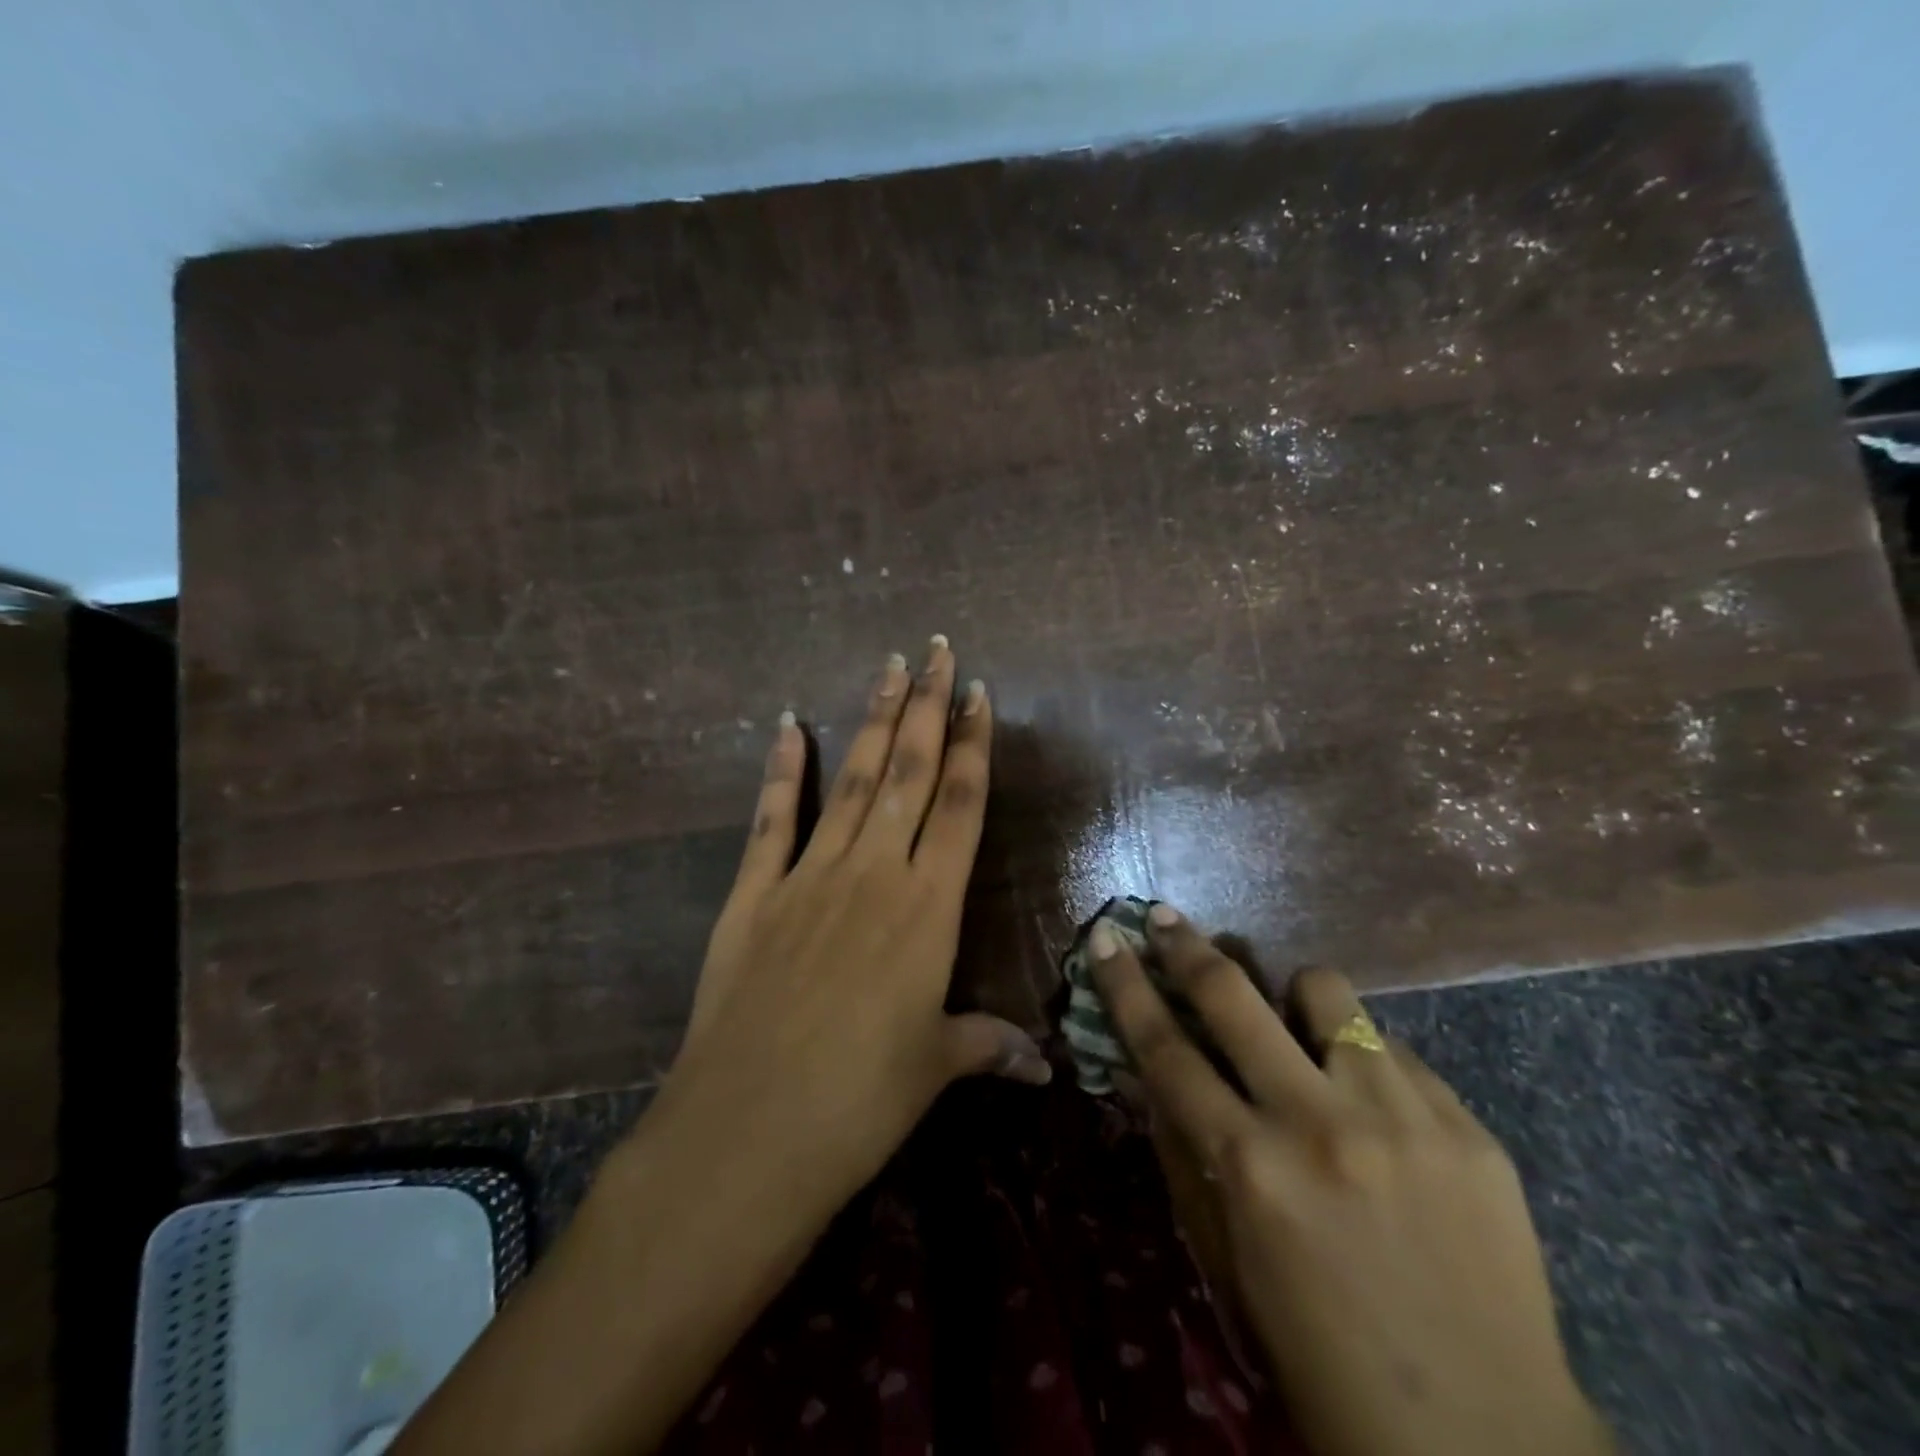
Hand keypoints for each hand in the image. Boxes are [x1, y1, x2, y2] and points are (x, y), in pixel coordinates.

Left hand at [653, 635, 1048, 1228]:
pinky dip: (781, 768)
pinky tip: (788, 724)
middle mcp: (873, 873)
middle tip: (938, 651)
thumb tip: (1042, 1065)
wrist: (747, 1132)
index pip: (959, 806)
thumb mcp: (933, 1069)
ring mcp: (808, 876)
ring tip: (889, 666)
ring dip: (872, 719)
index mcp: (927, 909)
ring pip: (851, 779)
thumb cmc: (859, 1103)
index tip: (978, 694)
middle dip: (926, 707)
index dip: (972, 747)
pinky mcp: (752, 893)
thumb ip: (986, 1047)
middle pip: (907, 772)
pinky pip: (772, 817)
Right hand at [1090, 907, 1612, 1455]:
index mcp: (1252, 1169)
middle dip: (1186, 945)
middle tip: (1165, 918)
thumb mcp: (1227, 1260)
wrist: (1487, 1445)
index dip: (1125, 986)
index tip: (1105, 937)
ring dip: (1292, 995)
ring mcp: (1402, 1117)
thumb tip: (1151, 1072)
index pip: (1164, 1049)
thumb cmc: (1322, 1359)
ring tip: (1294, 1022)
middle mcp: (1320, 1124)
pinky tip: (1372, 1105)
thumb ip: (1185, 1155)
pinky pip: (1393, 1051)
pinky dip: (1362, 1060)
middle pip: (1233, 995)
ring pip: (1325, 991)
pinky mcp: (1467, 1127)